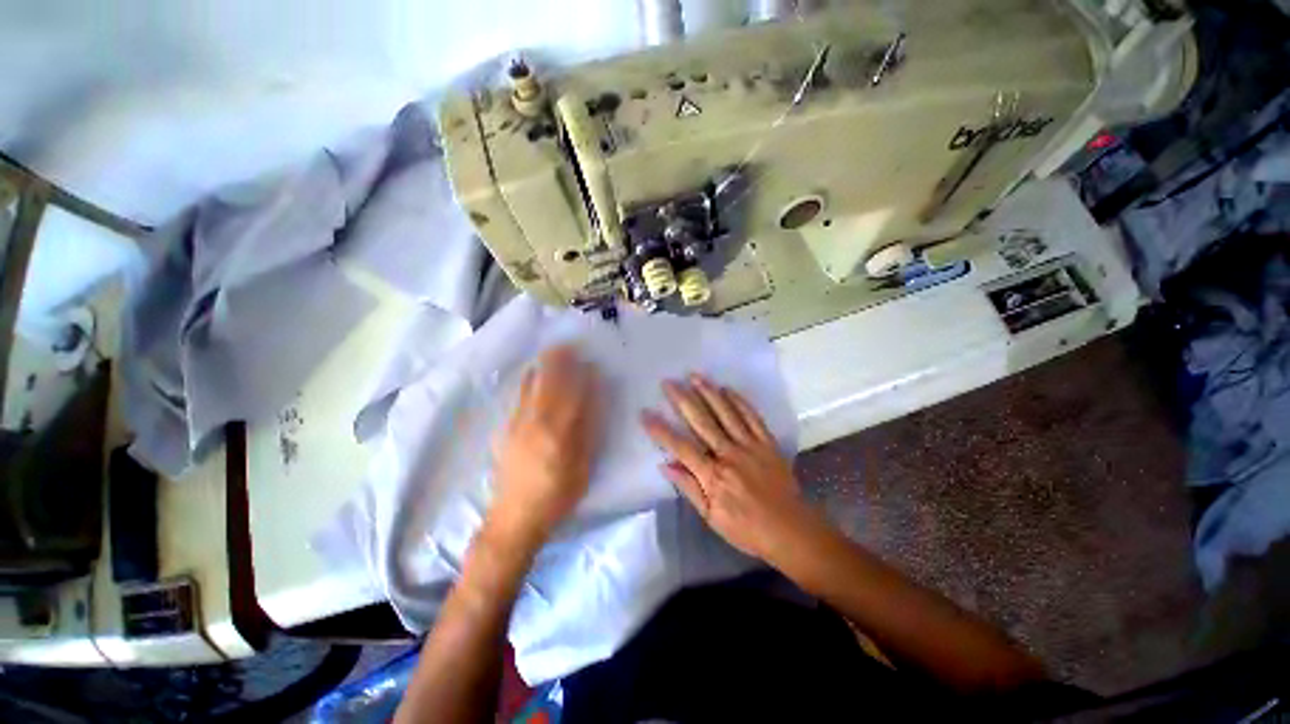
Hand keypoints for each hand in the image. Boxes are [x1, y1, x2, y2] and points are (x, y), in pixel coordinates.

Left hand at [489, 345, 600, 547]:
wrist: (514, 517)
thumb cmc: (557, 495)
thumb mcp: (581, 466)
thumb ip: (586, 430)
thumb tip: (591, 400)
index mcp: (558, 431)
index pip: (572, 393)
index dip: (582, 375)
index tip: (590, 361)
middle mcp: (534, 420)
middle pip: (547, 382)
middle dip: (558, 361)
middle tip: (568, 345)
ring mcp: (517, 423)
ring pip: (530, 386)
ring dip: (542, 367)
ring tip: (551, 354)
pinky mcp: (506, 429)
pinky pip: (519, 396)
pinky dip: (530, 381)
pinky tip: (534, 377)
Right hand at [641, 374, 819, 564]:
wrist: (791, 530)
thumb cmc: (747, 529)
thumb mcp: (711, 518)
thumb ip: (689, 488)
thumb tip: (665, 464)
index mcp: (713, 476)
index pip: (681, 447)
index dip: (661, 430)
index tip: (645, 413)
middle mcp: (729, 455)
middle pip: (702, 422)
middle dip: (682, 400)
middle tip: (668, 382)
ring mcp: (750, 446)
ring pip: (726, 413)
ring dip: (709, 393)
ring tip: (694, 376)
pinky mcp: (768, 443)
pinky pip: (752, 417)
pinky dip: (739, 401)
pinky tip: (727, 389)